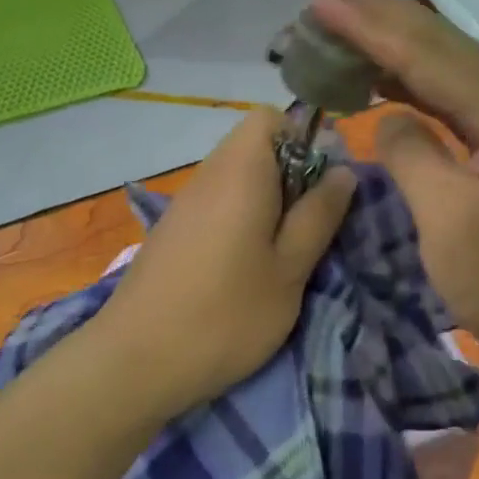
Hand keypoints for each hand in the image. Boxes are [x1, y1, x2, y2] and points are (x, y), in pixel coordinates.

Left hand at [87, 108, 356, 420]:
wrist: (135, 361)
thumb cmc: (226, 315)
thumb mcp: (289, 270)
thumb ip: (319, 216)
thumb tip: (343, 172)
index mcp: (240, 171)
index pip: (270, 117)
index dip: (304, 139)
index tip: (322, 186)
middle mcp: (208, 175)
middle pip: (255, 148)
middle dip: (291, 178)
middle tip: (308, 229)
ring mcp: (184, 204)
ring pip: (236, 180)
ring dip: (266, 204)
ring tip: (281, 256)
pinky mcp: (172, 232)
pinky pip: (216, 205)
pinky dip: (239, 223)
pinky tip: (243, 270)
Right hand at [309, 0, 478, 383]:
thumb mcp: (450, 222)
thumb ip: (412, 154)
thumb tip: (389, 117)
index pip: (426, 54)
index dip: (368, 25)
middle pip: (441, 45)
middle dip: (381, 13)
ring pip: (449, 69)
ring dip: (395, 44)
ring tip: (346, 17)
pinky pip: (457, 101)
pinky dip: (415, 85)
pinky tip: (387, 78)